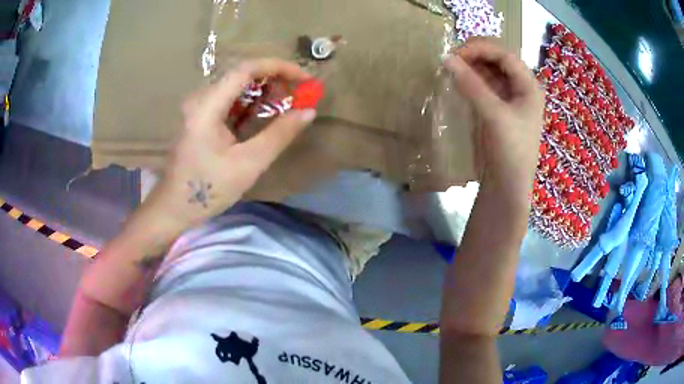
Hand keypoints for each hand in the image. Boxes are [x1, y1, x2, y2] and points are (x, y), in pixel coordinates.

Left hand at [149, 58, 316, 229]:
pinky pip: (230, 100)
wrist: (175, 207)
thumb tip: (309, 111)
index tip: (304, 78)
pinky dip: (252, 103)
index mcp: (207, 106)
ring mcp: (199, 107)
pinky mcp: (201, 117)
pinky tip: (266, 114)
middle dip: (274, 79)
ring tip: (288, 104)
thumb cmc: (208, 189)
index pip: (246, 69)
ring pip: (237, 86)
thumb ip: (279, 134)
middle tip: (299, 94)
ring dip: (265, 91)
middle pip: (242, 74)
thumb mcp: (248, 164)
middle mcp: (201, 98)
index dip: (278, 67)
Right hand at [444, 38, 543, 198]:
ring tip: (450, 68)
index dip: (480, 48)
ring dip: (470, 66)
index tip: (454, 53)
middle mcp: (521, 87)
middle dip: (474, 54)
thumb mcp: (494, 115)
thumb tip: (445, 58)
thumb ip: (471, 85)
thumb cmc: (510, 151)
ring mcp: (509, 97)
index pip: (504, 54)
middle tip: (450, 59)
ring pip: (489, 71)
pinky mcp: (496, 108)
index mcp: (529, 86)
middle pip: (497, 59)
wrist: (507, 186)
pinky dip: (469, 80)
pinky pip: (482, 85)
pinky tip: (456, 80)